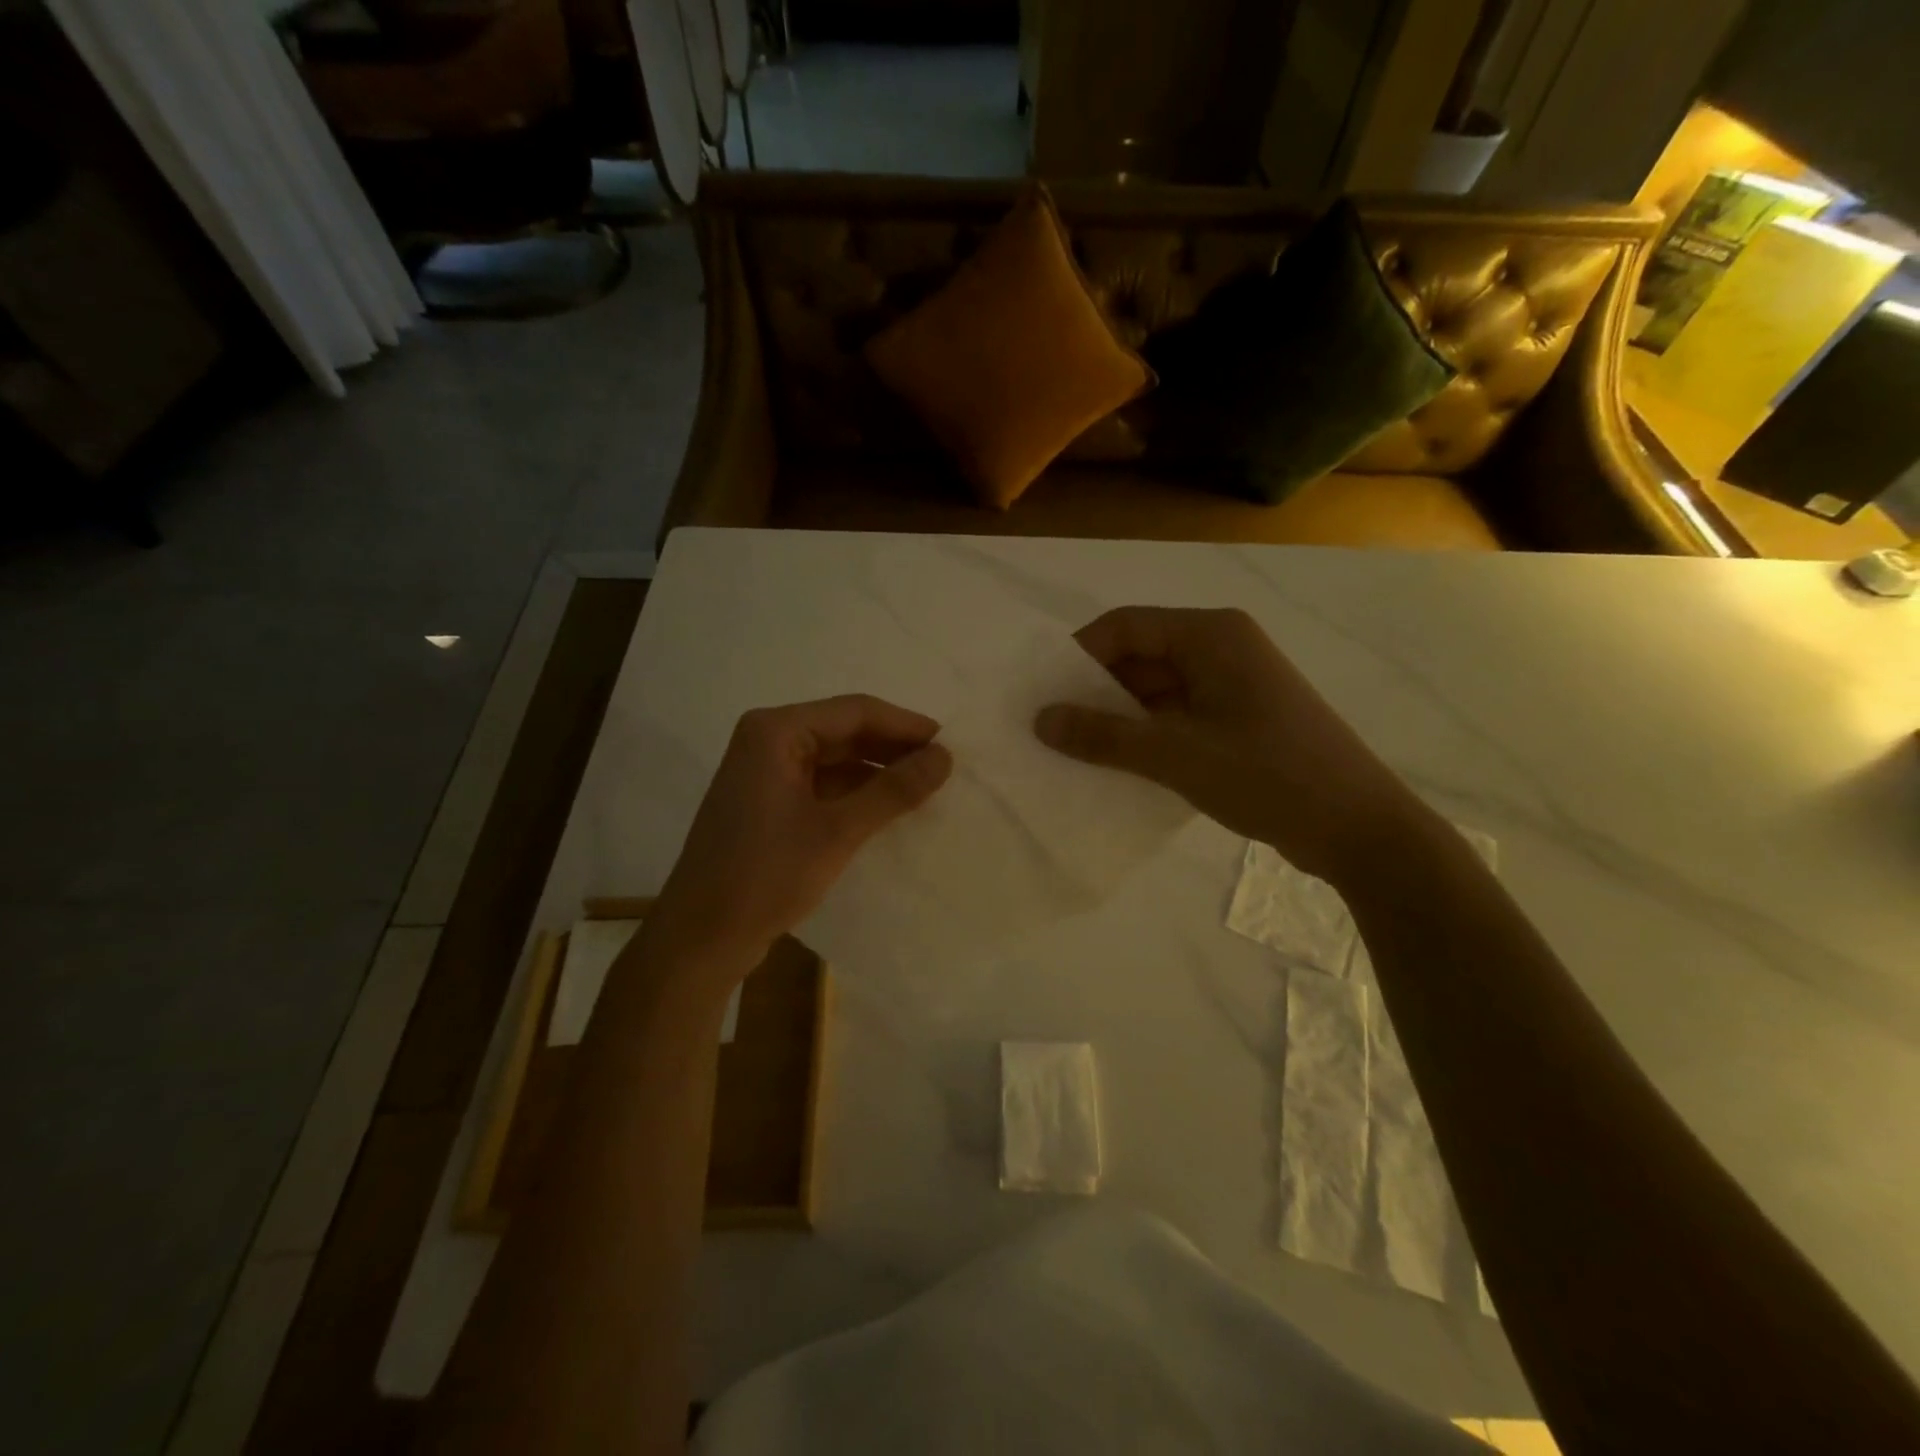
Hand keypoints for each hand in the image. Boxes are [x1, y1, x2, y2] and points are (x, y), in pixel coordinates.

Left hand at [649, 696, 952, 979]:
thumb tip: (945, 757)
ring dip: (876, 772)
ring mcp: (764, 774)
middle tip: (942, 768)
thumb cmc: (766, 876)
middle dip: (892, 748)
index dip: (906, 725)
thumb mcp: (838, 831)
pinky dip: (855, 794)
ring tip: (924, 789)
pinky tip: (888, 811)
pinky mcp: (767, 804)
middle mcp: (767, 742)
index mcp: (776, 732)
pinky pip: (822, 785)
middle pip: (844, 731)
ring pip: (835, 759)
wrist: (700, 939)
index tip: (950, 745)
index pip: (855, 711)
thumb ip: (893, 790)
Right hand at [1034, 607, 1424, 884]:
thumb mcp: (1177, 756)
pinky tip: (1117, 765)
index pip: (1125, 626)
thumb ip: (1104, 736)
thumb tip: (1041, 720)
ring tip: (1074, 750)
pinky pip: (1177, 715)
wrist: (1360, 829)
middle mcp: (1222, 648)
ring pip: (1157, 689)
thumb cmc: (1269, 777)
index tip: (1041, 693)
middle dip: (1094, 690)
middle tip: (1050, 727)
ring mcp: (1233, 686)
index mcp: (1211, 635)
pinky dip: (1146, 735)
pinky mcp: (1240, 720)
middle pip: (1140, 656)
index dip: (1078, 655)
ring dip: (1118, 717)